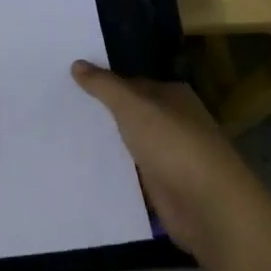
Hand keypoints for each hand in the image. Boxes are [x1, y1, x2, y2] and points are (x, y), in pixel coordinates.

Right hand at [72, 61, 270, 268]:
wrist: (209, 207)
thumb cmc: (173, 144)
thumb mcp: (133, 106)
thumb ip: (104, 86)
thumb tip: (77, 63)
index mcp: (173, 95)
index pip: (132, 82)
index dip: (104, 83)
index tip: (70, 84)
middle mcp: (174, 122)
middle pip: (132, 113)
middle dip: (103, 114)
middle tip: (60, 109)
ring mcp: (171, 156)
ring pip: (131, 144)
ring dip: (107, 144)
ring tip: (64, 138)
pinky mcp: (165, 188)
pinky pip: (133, 174)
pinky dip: (115, 172)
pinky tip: (85, 169)